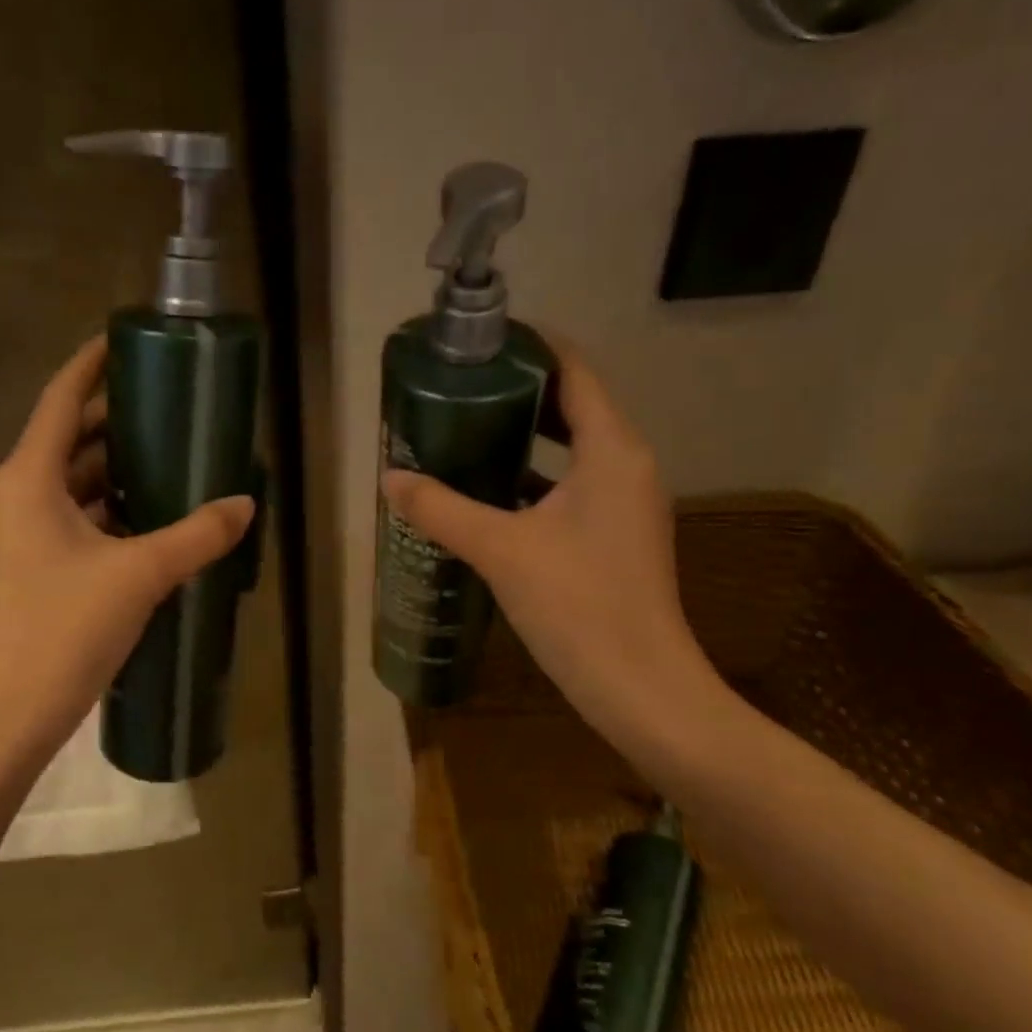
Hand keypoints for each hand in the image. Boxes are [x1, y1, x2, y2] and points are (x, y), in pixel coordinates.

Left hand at [0, 335, 254, 759]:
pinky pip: (71, 521)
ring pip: (71, 484)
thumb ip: (196, 535)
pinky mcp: (27, 569)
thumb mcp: (140, 575)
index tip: (124, 340)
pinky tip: (150, 522)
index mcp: (28, 479)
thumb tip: (245, 505)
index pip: (61, 399)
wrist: (6, 716)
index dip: (91, 364)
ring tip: (170, 461)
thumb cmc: (63, 630)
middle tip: (170, 408)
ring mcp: (16, 536)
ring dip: (115, 472)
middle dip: (116, 422)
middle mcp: (14, 496)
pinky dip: (107, 512)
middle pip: (69, 440)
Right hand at [381, 338, 722, 751]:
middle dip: (518, 392)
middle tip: (459, 387)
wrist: (641, 689)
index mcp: (611, 451)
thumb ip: (441, 509)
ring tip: (464, 430)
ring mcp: (625, 503)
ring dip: (523, 437)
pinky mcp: (615, 536)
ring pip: (571, 450)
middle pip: (572, 406)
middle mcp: (626, 466)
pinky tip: (487, 494)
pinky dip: (532, 479)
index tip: (481, 342)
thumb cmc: (578, 605)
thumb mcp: (500, 550)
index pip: (575, 371)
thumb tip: (390, 479)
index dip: (532, 348)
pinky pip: (571, 487)